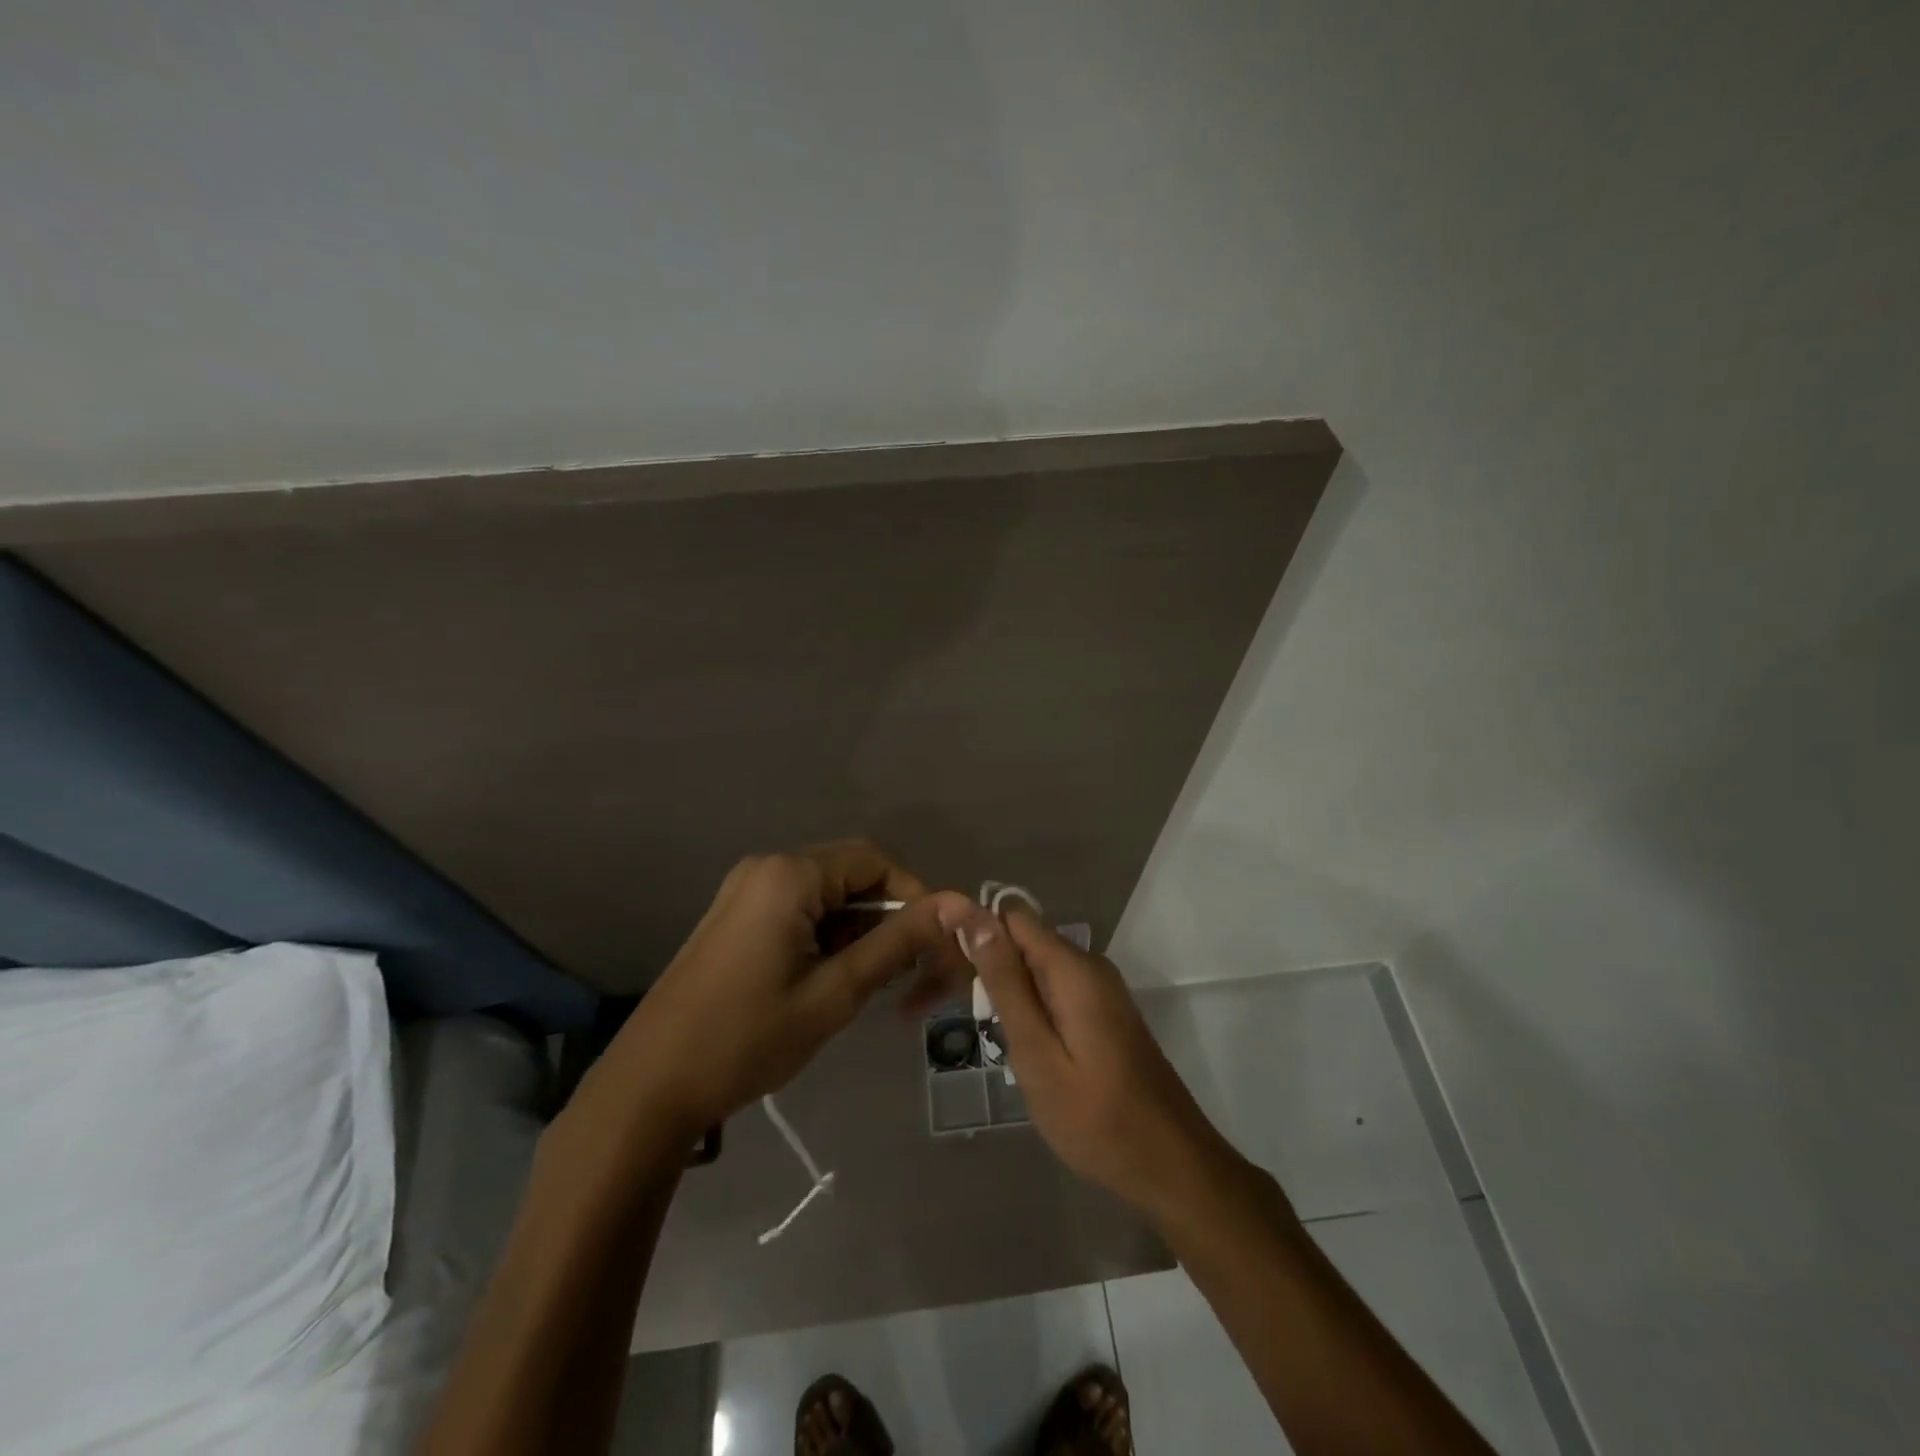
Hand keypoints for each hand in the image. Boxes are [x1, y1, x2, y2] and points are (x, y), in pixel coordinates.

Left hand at [599, 840, 962, 1129]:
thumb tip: (957, 906)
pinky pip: (802, 911)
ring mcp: (748, 892)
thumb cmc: (746, 1040)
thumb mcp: (833, 994)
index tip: (937, 947)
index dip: (916, 898)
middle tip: (910, 974)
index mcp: (790, 875)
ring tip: (869, 988)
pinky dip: (830, 939)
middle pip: (853, 875)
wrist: (649, 1087)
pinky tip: (833, 982)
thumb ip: (896, 944)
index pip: (877, 862)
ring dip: (860, 933)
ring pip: (829, 897)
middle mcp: (768, 868)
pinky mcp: (738, 918)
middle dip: (889, 919)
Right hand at [935, 897, 1243, 1223]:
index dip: (974, 930)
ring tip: (976, 1027)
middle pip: (1024, 938)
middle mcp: (1089, 965)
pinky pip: (1055, 988)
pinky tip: (1014, 1041)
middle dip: (985, 961)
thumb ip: (1006, 984)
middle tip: (949, 1008)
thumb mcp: (1036, 1053)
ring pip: (1037, 965)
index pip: (1011, 916)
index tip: (941, 963)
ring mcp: (1100, 989)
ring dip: (1005, 987)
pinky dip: (1029, 1004)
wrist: (1170, 1164)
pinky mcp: (1103, 1012)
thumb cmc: (1096, 1118)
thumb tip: (974, 914)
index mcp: (1072, 967)